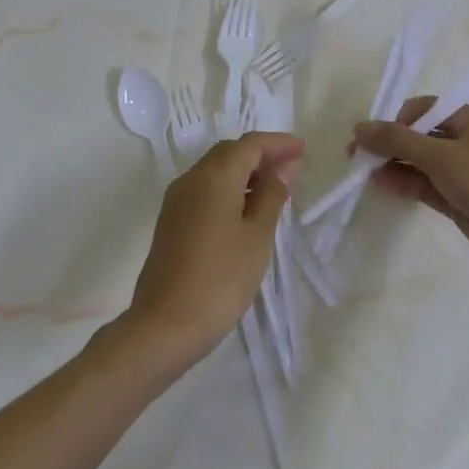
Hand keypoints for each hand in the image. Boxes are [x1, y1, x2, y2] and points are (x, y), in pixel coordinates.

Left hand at [125, 132, 304, 360]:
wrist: (165, 326)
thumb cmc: (221, 279)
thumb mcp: (257, 236)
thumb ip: (272, 195)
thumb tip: (284, 167)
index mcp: (215, 176)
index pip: (251, 144)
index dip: (279, 143)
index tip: (303, 150)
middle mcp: (191, 178)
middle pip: (230, 152)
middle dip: (262, 155)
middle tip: (292, 170)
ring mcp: (176, 200)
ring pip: (215, 170)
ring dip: (245, 172)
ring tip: (274, 191)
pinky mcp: (171, 221)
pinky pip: (204, 190)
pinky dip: (229, 189)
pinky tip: (246, 211)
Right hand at [353, 98, 468, 275]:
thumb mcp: (441, 155)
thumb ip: (398, 140)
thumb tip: (360, 127)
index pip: (426, 109)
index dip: (395, 120)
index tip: (368, 135)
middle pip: (422, 136)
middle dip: (391, 144)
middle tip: (357, 156)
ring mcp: (466, 172)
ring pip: (423, 163)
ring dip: (395, 165)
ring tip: (364, 172)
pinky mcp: (462, 199)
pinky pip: (428, 185)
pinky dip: (407, 183)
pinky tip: (382, 184)